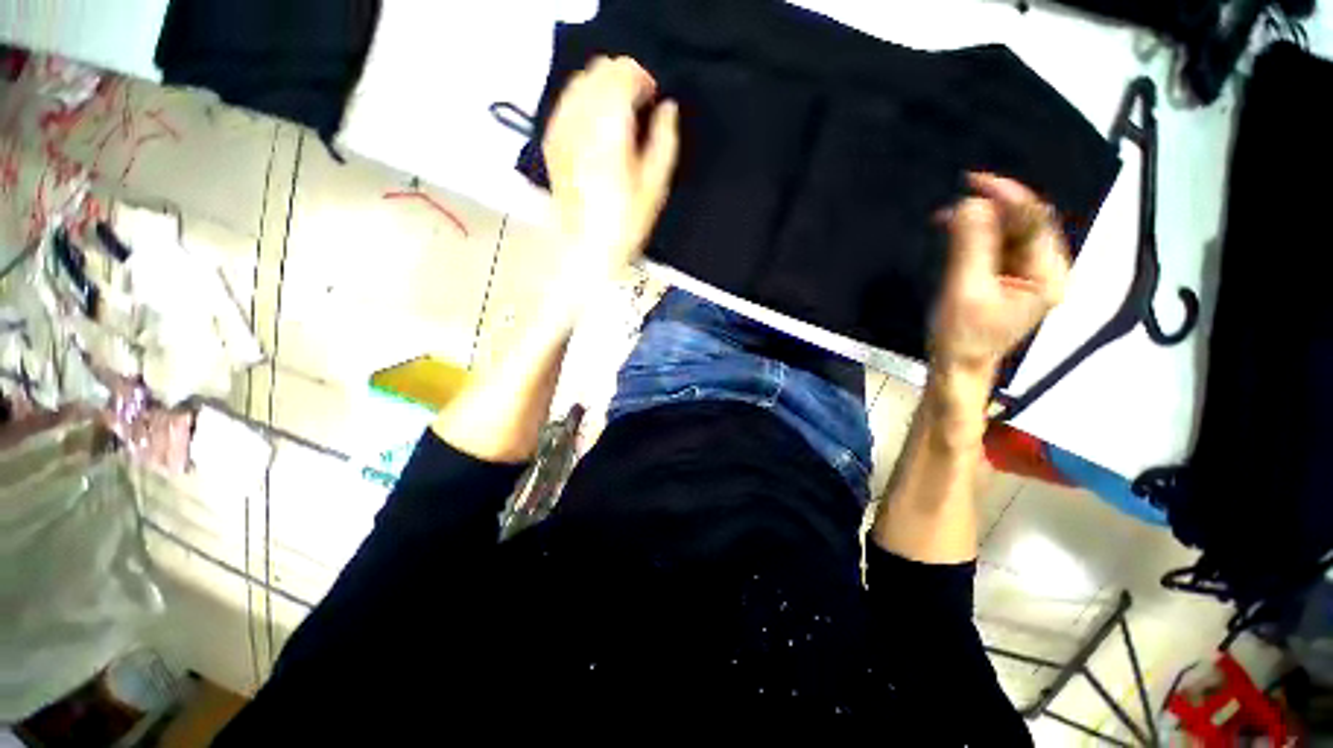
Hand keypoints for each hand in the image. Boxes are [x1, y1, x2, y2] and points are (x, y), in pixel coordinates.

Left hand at [543, 56, 679, 276]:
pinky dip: (584, 101)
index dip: (642, 77)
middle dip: (622, 76)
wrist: (584, 248)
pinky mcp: (551, 140)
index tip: (654, 96)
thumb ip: (664, 140)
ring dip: (602, 86)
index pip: (622, 74)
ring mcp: (561, 128)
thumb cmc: (625, 223)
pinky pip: (566, 102)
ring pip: (580, 81)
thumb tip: (667, 107)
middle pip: (598, 70)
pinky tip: (596, 123)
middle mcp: (580, 120)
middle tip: (639, 103)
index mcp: (609, 129)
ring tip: (619, 113)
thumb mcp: (655, 186)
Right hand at [932, 173, 1070, 377]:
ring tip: (946, 221)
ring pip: (1008, 233)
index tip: (972, 181)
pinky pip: (997, 246)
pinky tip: (955, 235)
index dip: (1007, 196)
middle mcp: (1046, 269)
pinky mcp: (1010, 279)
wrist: (958, 366)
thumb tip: (971, 204)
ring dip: (979, 223)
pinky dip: (975, 237)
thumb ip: (971, 247)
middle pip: (1024, 224)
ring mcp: (1028, 274)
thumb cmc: (962, 336)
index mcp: (1048, 274)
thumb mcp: (964, 291)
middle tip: (953, 205)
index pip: (1035, 220)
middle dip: (989, 209)